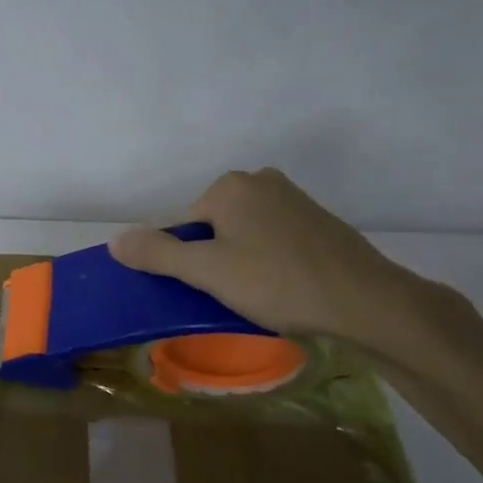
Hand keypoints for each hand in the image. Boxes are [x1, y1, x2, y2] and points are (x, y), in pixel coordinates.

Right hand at [108, 167, 444, 357]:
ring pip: (245, 235)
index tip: (207, 291)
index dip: (188, 263)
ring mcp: (294, 199)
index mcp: (229, 186)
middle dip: (216, 261)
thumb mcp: (208, 272)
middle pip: (214, 228)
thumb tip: (115, 241)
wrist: (367, 301)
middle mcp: (260, 181)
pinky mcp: (319, 221)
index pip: (184, 227)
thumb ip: (158, 254)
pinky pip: (276, 240)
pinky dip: (271, 262)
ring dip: (243, 262)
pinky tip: (286, 289)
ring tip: (261, 297)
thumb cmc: (278, 282)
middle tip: (233, 296)